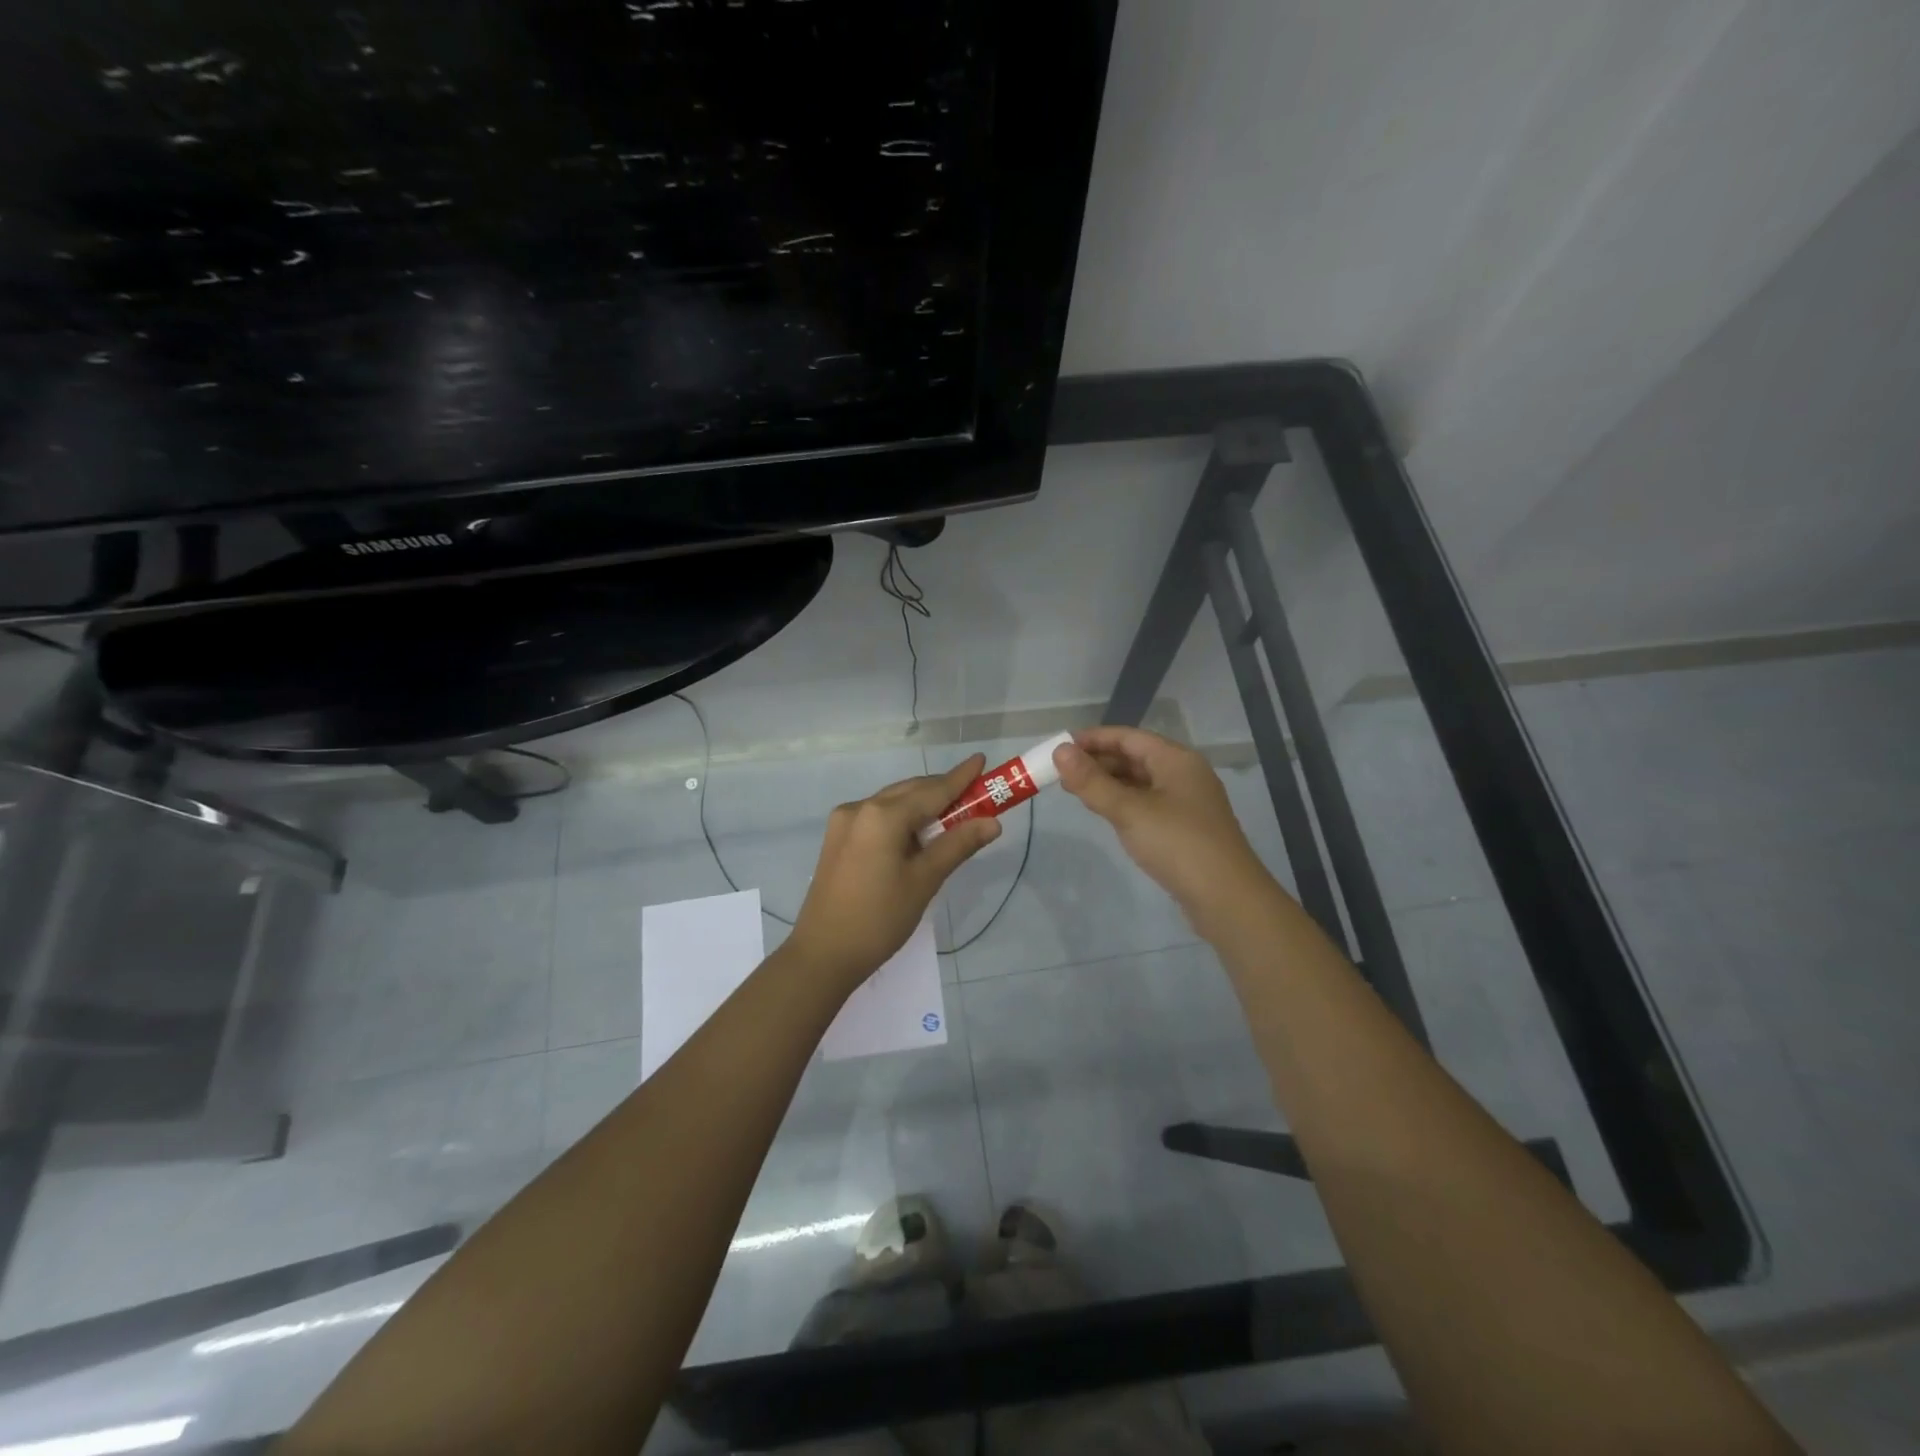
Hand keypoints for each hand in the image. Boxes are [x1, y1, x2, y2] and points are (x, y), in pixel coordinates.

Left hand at [785, 755, 1000, 989]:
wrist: (823, 955)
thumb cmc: (879, 919)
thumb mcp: (924, 881)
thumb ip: (957, 845)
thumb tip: (992, 822)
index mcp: (882, 815)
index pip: (932, 790)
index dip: (961, 777)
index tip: (982, 760)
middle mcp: (860, 808)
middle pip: (910, 791)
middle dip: (943, 791)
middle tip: (976, 795)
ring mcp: (844, 822)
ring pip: (892, 803)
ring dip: (922, 805)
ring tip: (953, 816)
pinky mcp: (837, 839)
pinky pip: (877, 817)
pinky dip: (902, 819)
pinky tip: (918, 834)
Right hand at [1053, 727, 1274, 933]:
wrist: (1227, 899)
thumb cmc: (1178, 844)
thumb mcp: (1129, 811)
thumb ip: (1092, 781)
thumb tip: (1059, 751)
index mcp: (1176, 760)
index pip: (1128, 737)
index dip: (1093, 739)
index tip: (1059, 746)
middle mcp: (1184, 774)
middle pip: (1135, 757)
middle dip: (1098, 761)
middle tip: (1061, 773)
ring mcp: (1187, 802)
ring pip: (1140, 781)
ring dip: (1109, 782)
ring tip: (1075, 791)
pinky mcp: (1185, 827)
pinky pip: (1147, 803)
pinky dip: (1123, 802)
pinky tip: (1105, 813)